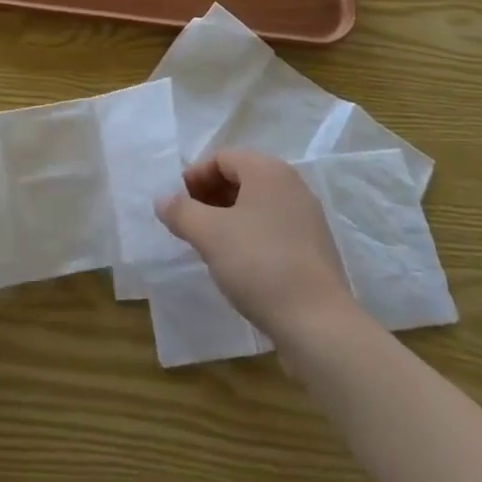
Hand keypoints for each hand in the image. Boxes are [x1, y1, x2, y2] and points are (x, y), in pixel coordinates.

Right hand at [156, 149, 364, 347]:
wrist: (319, 324)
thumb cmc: (259, 265)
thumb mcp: (209, 235)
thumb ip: (181, 212)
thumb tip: (162, 199)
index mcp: (268, 171)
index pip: (222, 158)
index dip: (195, 176)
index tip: (179, 204)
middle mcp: (292, 185)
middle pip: (241, 178)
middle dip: (211, 196)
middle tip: (191, 223)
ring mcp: (307, 217)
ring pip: (258, 205)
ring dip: (229, 217)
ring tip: (211, 245)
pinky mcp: (315, 248)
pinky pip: (274, 228)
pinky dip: (251, 235)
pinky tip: (240, 264)